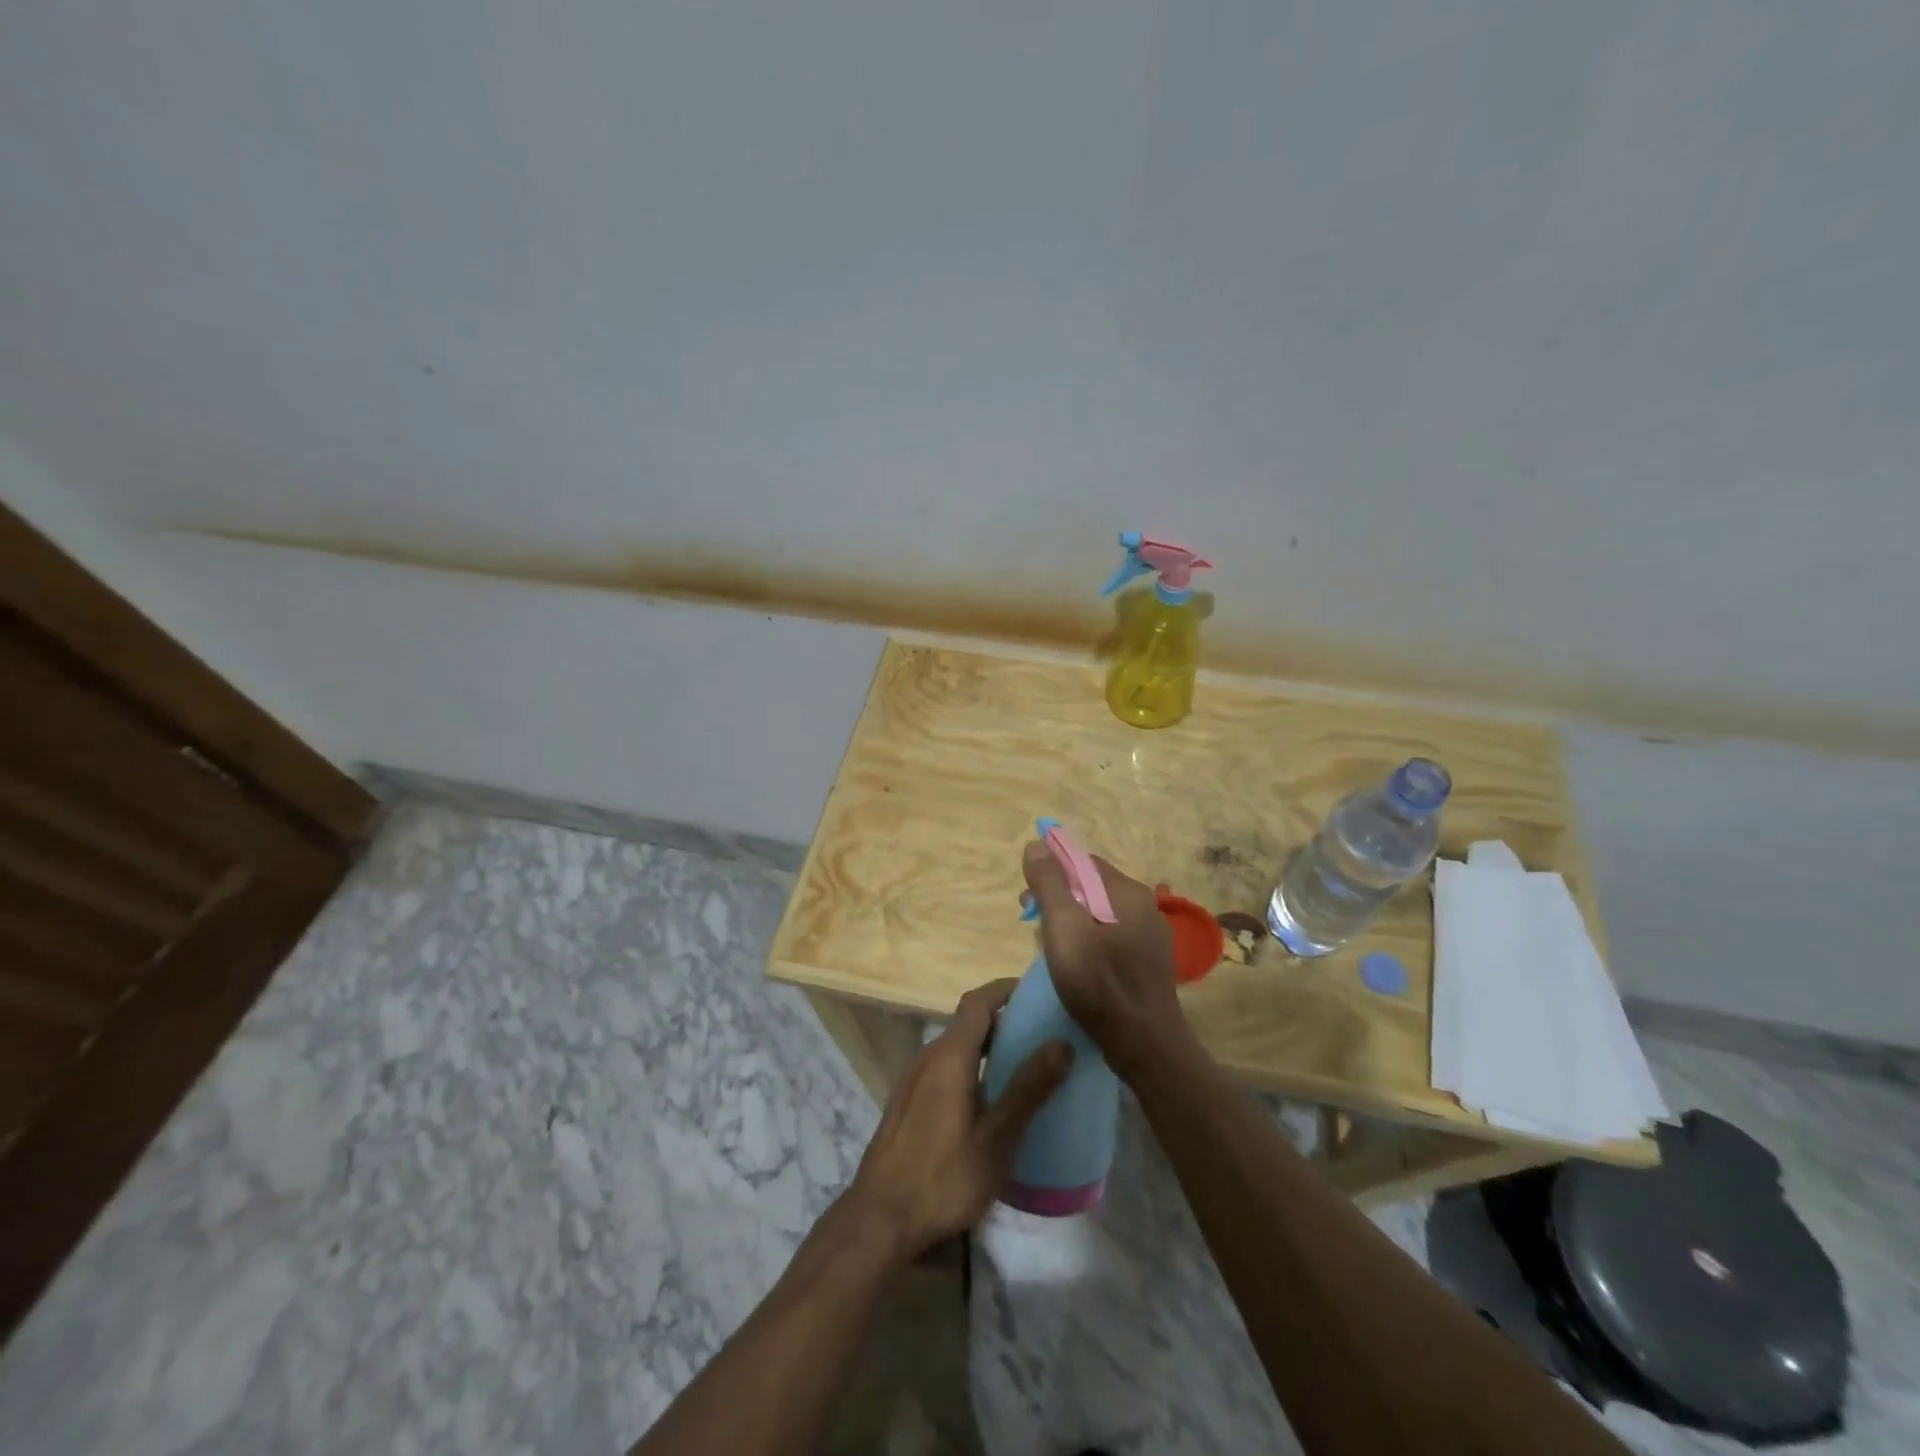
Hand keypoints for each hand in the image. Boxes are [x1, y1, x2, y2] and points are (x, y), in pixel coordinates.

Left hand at [844, 980, 1071, 1261]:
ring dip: (988, 1047)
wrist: (878, 1221)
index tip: (1038, 993)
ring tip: (1023, 1068)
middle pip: (968, 1022)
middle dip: (1004, 1021)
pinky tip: (989, 1102)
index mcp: (949, 1056)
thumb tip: (1062, 1043)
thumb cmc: (942, 1179)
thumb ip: (1028, 1089)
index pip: (979, 1001)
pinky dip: (971, 1068)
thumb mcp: (996, 1139)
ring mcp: (913, 1080)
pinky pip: (944, 1069)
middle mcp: (928, 1057)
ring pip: (956, 1048)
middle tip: (1042, 1035)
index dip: (1007, 990)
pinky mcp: (907, 1103)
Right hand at [1021, 841, 1185, 1079]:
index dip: (1051, 871)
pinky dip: (1086, 940)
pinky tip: (1072, 963)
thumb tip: (1037, 845)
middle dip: (1057, 897)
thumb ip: (1050, 884)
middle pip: (1090, 887)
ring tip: (1046, 944)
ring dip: (1069, 921)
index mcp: (1128, 893)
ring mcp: (1148, 936)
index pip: (1082, 862)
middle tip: (1030, 920)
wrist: (1145, 1046)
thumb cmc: (1100, 984)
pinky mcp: (1146, 962)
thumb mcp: (1064, 928)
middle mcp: (1144, 907)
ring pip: (1098, 914)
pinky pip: (1109, 937)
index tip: (1028, 896)